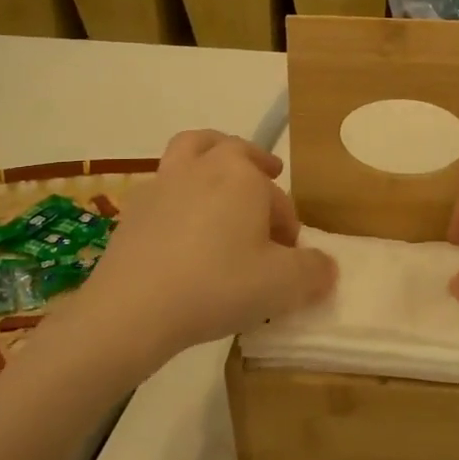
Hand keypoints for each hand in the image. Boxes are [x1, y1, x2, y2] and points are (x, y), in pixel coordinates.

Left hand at [50, 131, 335, 375]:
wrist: (132, 309)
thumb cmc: (217, 286)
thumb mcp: (283, 286)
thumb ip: (314, 272)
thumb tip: (326, 267)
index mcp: (243, 176)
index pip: (278, 198)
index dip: (288, 226)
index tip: (289, 256)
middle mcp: (203, 167)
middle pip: (233, 150)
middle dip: (255, 164)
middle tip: (268, 178)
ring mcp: (163, 184)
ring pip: (191, 151)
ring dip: (211, 157)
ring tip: (220, 178)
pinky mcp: (134, 209)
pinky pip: (165, 186)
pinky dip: (180, 194)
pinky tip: (183, 229)